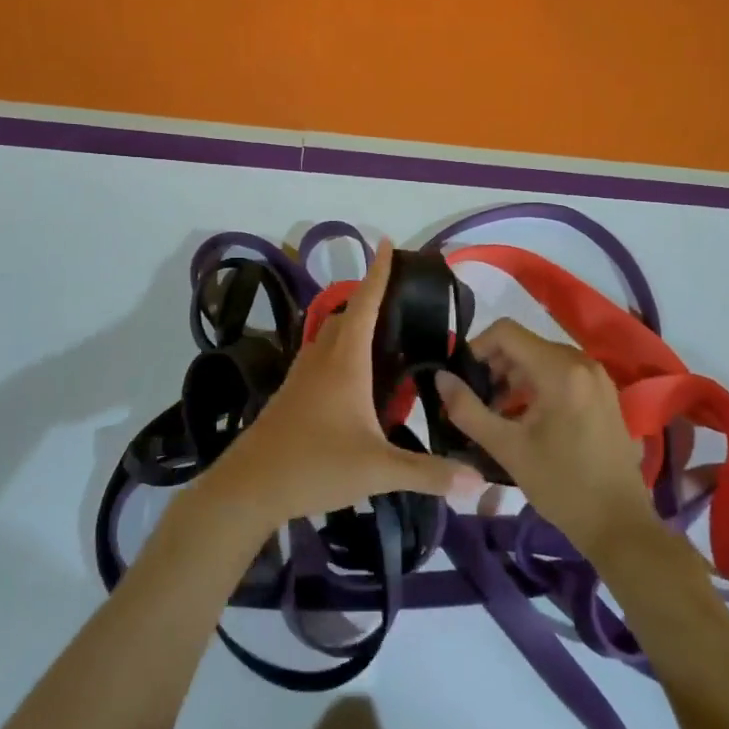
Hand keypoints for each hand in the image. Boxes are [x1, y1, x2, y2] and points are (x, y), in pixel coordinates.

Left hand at [191, 240, 479, 537]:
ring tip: (385, 334)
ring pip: (331, 336)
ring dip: (355, 325)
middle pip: (348, 315)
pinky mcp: (293, 394)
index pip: (365, 304)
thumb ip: (428, 473)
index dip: (378, 273)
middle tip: (403, 299)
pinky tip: (356, 378)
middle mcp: (322, 358)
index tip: (385, 242)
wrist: (250, 486)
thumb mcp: (377, 470)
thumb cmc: (314, 464)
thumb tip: (478, 482)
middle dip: (371, 299)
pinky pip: (322, 357)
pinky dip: (343, 351)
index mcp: (345, 361)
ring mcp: (303, 375)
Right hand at [436, 319, 663, 559]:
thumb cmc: (561, 485)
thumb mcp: (506, 448)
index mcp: (559, 369)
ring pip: (542, 358)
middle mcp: (582, 362)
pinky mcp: (604, 392)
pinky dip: (538, 385)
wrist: (619, 524)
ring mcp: (597, 376)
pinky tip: (527, 419)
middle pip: (524, 344)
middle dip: (495, 366)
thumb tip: (440, 377)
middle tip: (478, 401)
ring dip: (514, 377)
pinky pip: (561, 372)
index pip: (506, 331)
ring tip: (499, 413)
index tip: (464, 379)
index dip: (477, 348)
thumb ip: (467, 409)